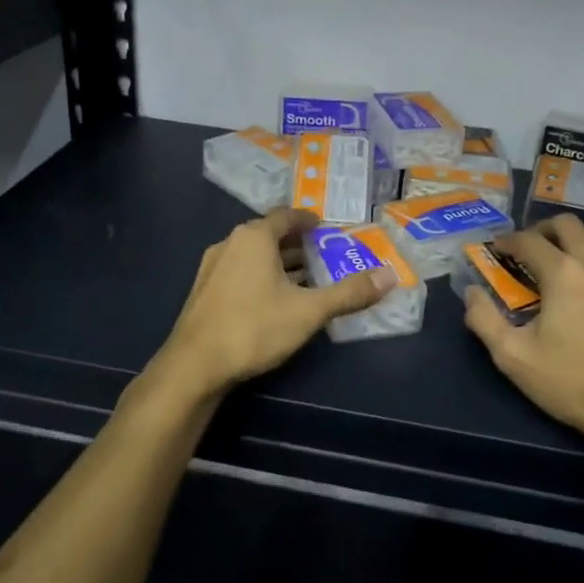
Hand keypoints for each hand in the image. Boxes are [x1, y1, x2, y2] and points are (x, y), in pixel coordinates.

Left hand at [157, 207, 394, 393]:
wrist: (194, 366)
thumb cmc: (254, 327)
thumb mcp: (309, 311)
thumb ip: (349, 293)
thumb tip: (389, 276)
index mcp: (254, 237)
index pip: (287, 216)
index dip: (309, 220)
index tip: (329, 229)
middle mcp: (230, 243)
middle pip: (271, 235)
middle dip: (299, 245)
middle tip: (326, 256)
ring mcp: (213, 267)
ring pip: (254, 256)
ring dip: (280, 263)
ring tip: (308, 280)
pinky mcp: (204, 291)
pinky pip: (241, 272)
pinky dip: (262, 277)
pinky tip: (276, 301)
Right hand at [465, 216, 583, 456]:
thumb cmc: (570, 382)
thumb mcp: (512, 357)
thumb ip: (483, 320)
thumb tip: (471, 293)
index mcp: (561, 273)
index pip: (528, 240)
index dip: (507, 241)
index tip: (496, 251)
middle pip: (567, 224)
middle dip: (542, 229)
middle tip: (529, 250)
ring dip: (578, 236)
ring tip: (565, 255)